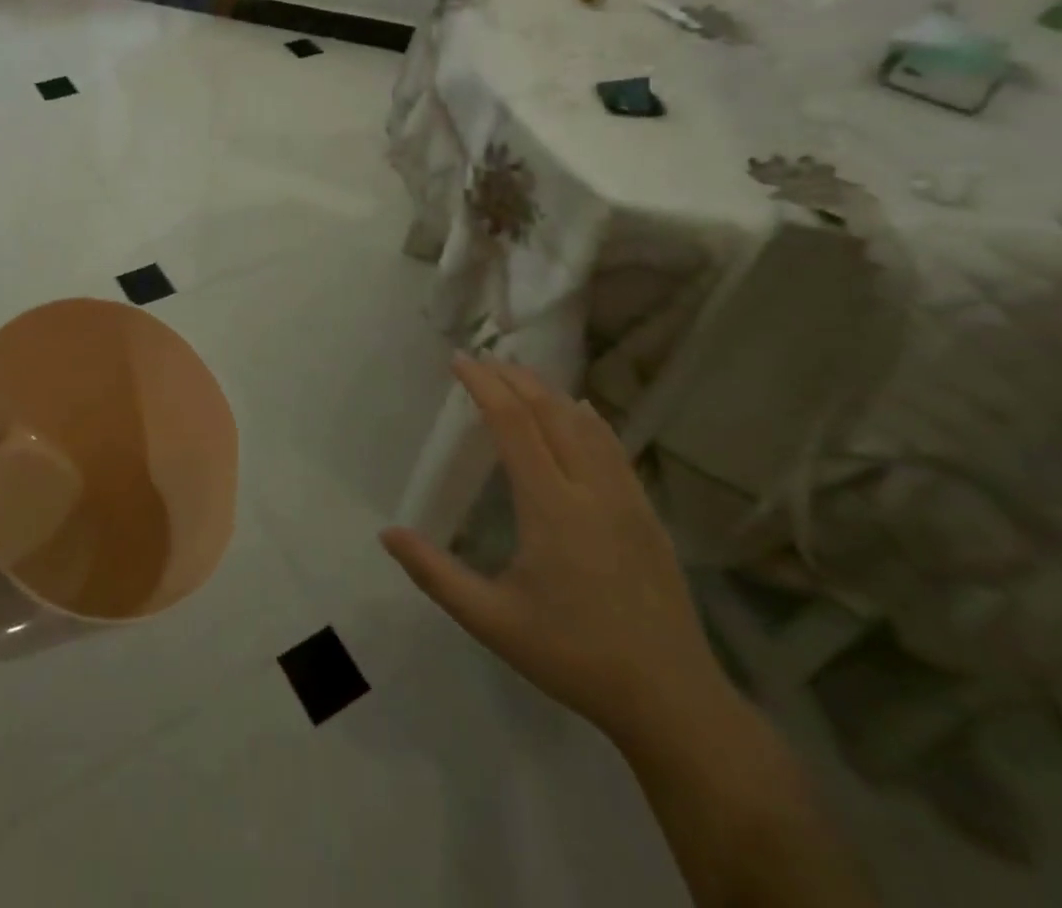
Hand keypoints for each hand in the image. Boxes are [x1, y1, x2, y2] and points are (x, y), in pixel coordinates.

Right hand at [382, 354, 732, 745]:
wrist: (673, 700)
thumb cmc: (573, 656)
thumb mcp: (492, 621)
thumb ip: (435, 574)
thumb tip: (387, 533)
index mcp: (551, 507)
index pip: (513, 423)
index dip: (484, 385)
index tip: (459, 360)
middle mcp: (590, 488)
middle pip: (550, 410)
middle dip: (514, 377)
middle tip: (482, 361)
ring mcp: (626, 497)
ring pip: (585, 422)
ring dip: (548, 391)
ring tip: (519, 377)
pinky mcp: (647, 513)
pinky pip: (613, 445)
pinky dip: (587, 417)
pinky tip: (579, 412)